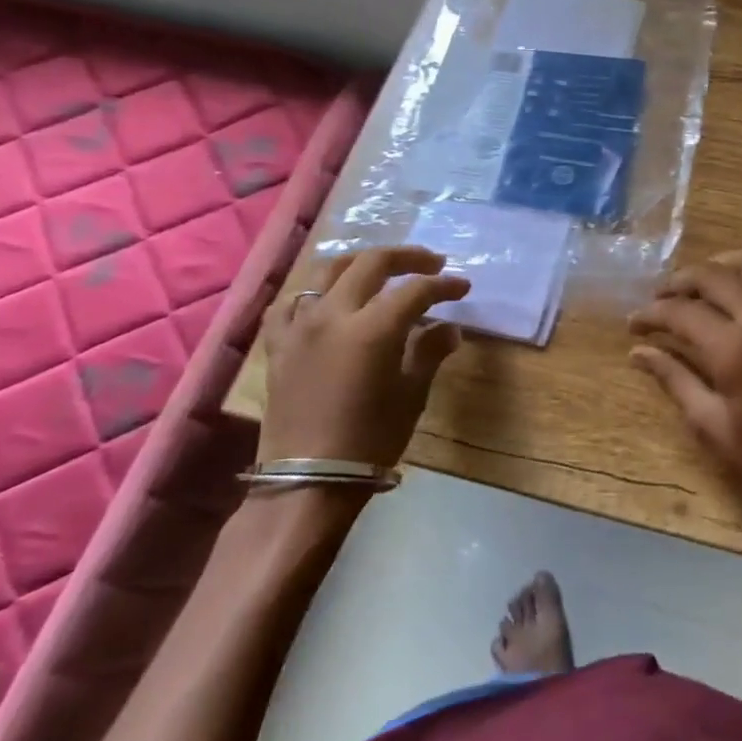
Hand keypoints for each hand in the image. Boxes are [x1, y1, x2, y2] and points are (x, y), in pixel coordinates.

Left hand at [258, 246, 469, 468]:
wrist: (308, 483)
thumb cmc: (370, 440)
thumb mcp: (411, 395)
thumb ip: (429, 352)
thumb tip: (448, 329)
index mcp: (372, 328)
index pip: (415, 290)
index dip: (443, 285)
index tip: (462, 288)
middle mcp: (333, 315)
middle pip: (372, 263)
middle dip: (408, 258)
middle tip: (432, 264)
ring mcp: (300, 327)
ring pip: (328, 271)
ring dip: (360, 262)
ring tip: (381, 269)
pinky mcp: (278, 345)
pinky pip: (290, 303)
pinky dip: (314, 292)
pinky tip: (326, 299)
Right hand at [629, 247, 741, 517]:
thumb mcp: (710, 424)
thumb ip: (674, 378)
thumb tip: (639, 352)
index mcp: (734, 347)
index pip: (681, 312)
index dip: (651, 314)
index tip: (633, 324)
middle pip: (711, 275)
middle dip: (678, 282)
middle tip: (659, 301)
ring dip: (721, 265)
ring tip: (701, 286)